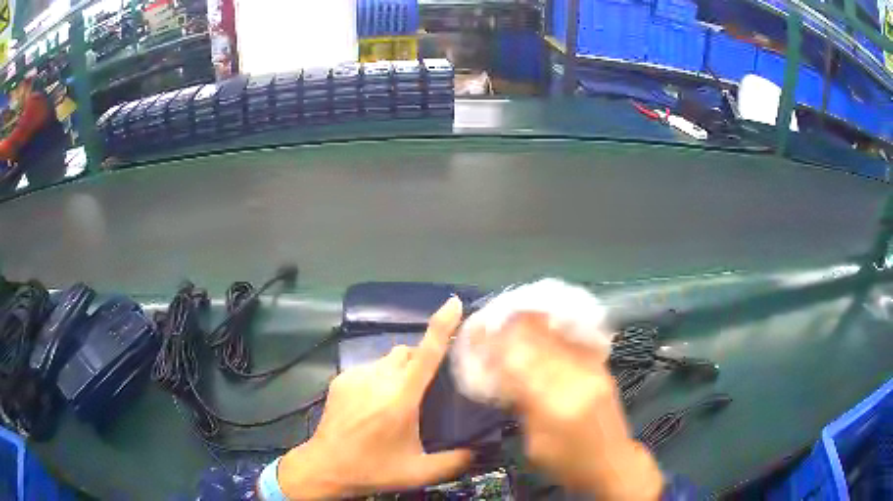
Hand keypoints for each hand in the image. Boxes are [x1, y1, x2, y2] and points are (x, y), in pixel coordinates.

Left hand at [276, 297, 472, 498]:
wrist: (326, 467)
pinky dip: (380, 377)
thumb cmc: (373, 469)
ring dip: (400, 371)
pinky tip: (374, 403)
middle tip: (425, 390)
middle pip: (408, 352)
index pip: (426, 354)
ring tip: (397, 399)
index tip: (454, 303)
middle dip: (422, 361)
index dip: (442, 325)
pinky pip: (369, 367)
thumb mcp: (419, 472)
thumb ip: (455, 461)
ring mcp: (355, 376)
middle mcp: (378, 379)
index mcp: (400, 399)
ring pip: (388, 359)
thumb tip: (479, 449)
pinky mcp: (341, 378)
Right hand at [492, 313, 663, 499]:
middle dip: (512, 329)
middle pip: (539, 343)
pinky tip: (542, 322)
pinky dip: (555, 329)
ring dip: (532, 323)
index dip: (496, 347)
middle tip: (491, 322)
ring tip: (512, 315)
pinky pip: (574, 341)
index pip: (519, 365)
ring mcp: (593, 370)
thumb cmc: (568, 463)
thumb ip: (521, 407)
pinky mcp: (602, 368)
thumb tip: (504, 375)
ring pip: (557, 337)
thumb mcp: (534, 445)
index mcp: (555, 405)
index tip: (478, 334)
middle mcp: (576, 380)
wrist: (613, 463)